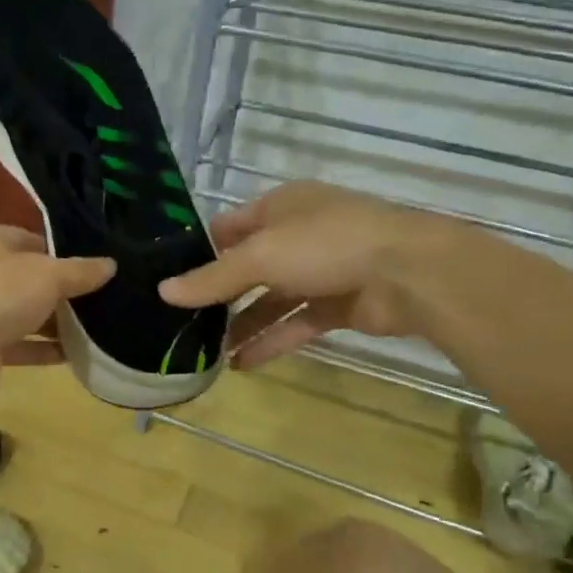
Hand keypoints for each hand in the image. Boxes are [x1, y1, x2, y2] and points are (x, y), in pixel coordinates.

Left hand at [0, 218, 114, 403]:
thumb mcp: (48, 275)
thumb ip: (80, 271)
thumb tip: (110, 265)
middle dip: (58, 289)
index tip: (92, 266)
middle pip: (24, 277)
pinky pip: (18, 343)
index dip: (59, 252)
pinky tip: (75, 353)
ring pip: (20, 311)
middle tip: (99, 296)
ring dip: (52, 321)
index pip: (26, 238)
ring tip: (95, 326)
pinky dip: (43, 349)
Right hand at [157, 182, 450, 366]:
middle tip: (183, 321)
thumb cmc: (326, 245)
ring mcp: (320, 271)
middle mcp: (298, 235)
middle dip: (219, 295)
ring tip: (207, 352)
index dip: (200, 251)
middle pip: (249, 267)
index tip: (169, 278)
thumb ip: (213, 278)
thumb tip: (163, 291)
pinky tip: (241, 364)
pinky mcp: (338, 306)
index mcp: (280, 207)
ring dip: (242, 325)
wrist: (409, 273)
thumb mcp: (261, 256)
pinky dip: (271, 341)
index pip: (230, 227)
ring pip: (271, 300)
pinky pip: (295, 323)